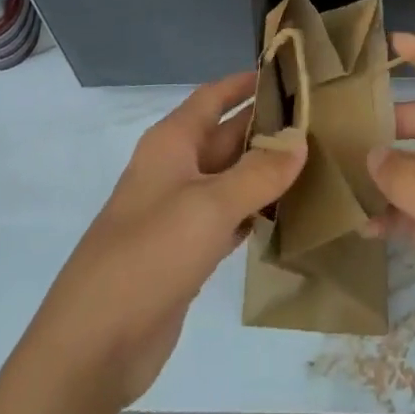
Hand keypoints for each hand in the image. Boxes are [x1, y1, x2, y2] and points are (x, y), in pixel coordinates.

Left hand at [20, 71, 306, 407]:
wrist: (96, 341)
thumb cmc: (151, 252)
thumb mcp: (210, 205)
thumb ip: (259, 173)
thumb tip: (300, 141)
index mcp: (172, 142)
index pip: (213, 97)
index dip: (245, 83)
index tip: (287, 71)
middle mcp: (175, 169)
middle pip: (226, 136)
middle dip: (266, 128)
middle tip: (318, 122)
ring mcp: (179, 212)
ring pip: (230, 179)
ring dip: (265, 172)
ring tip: (316, 162)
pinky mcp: (186, 252)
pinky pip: (228, 218)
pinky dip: (255, 213)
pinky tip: (289, 214)